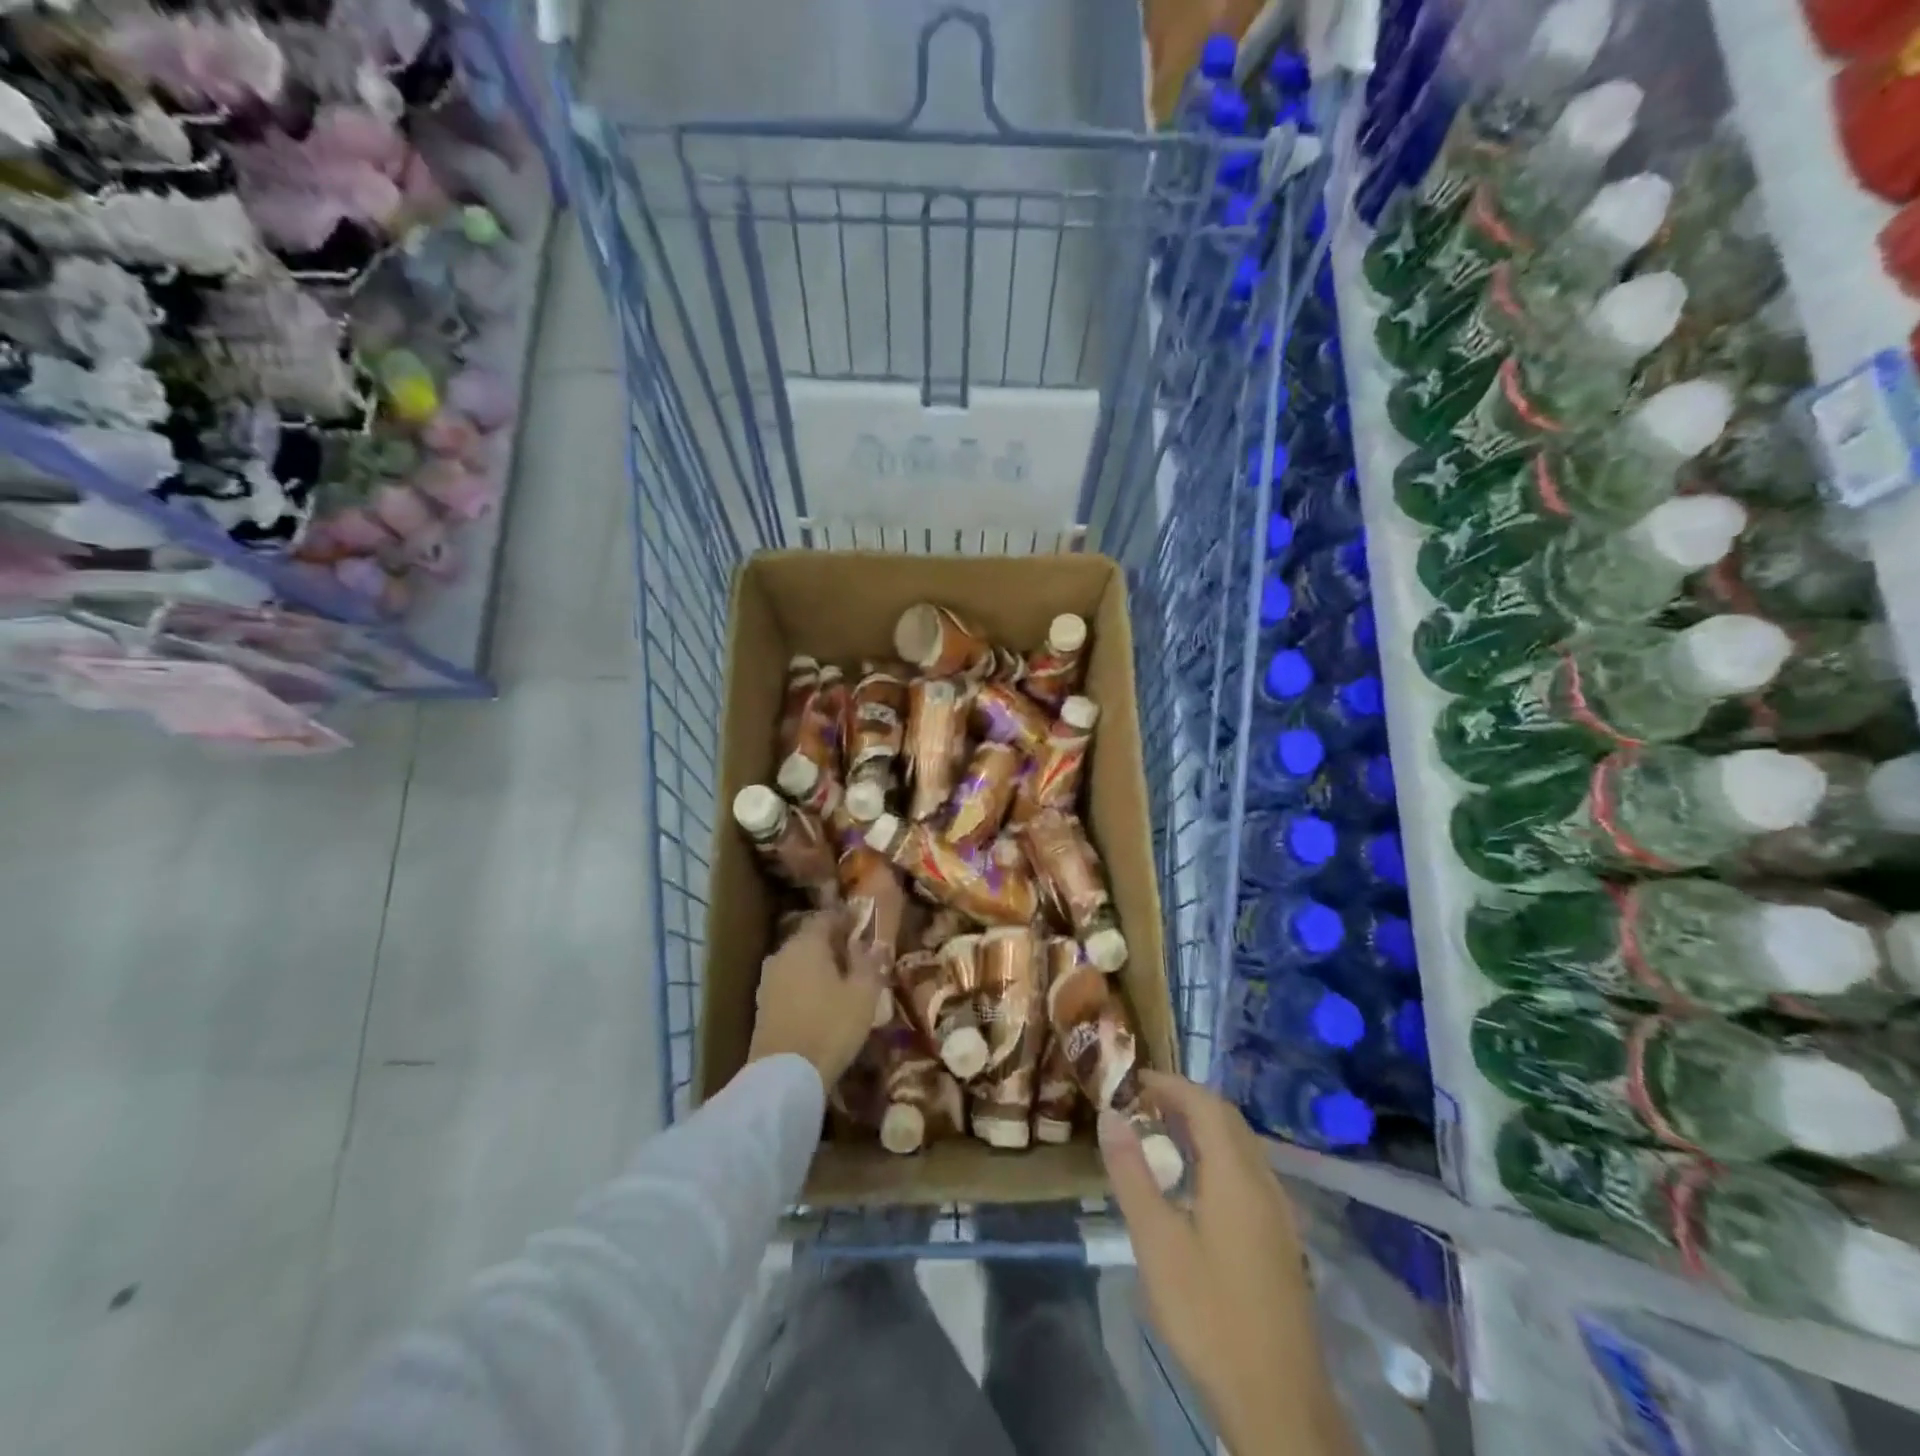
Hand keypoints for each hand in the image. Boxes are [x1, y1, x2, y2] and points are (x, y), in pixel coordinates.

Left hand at [748, 907, 884, 1087]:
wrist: (784, 1077)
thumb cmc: (830, 1027)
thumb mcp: (863, 995)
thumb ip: (870, 964)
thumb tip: (877, 944)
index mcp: (807, 943)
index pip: (827, 917)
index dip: (846, 918)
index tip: (863, 923)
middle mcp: (782, 954)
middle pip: (810, 938)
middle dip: (832, 943)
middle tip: (856, 953)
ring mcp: (768, 980)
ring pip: (798, 962)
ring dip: (818, 965)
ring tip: (841, 979)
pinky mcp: (762, 1005)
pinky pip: (789, 983)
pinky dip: (805, 984)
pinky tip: (821, 1000)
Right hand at [1101, 1073, 1353, 1455]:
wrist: (1278, 1402)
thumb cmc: (1209, 1315)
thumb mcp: (1156, 1242)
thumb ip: (1132, 1173)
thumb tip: (1110, 1116)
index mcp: (1236, 1175)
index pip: (1204, 1104)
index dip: (1170, 1084)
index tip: (1133, 1080)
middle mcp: (1264, 1182)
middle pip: (1227, 1118)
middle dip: (1186, 1099)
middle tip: (1143, 1102)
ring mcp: (1278, 1212)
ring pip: (1241, 1145)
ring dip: (1203, 1126)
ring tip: (1161, 1133)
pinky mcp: (1280, 1239)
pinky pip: (1248, 1171)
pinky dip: (1218, 1154)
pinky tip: (1194, 1182)